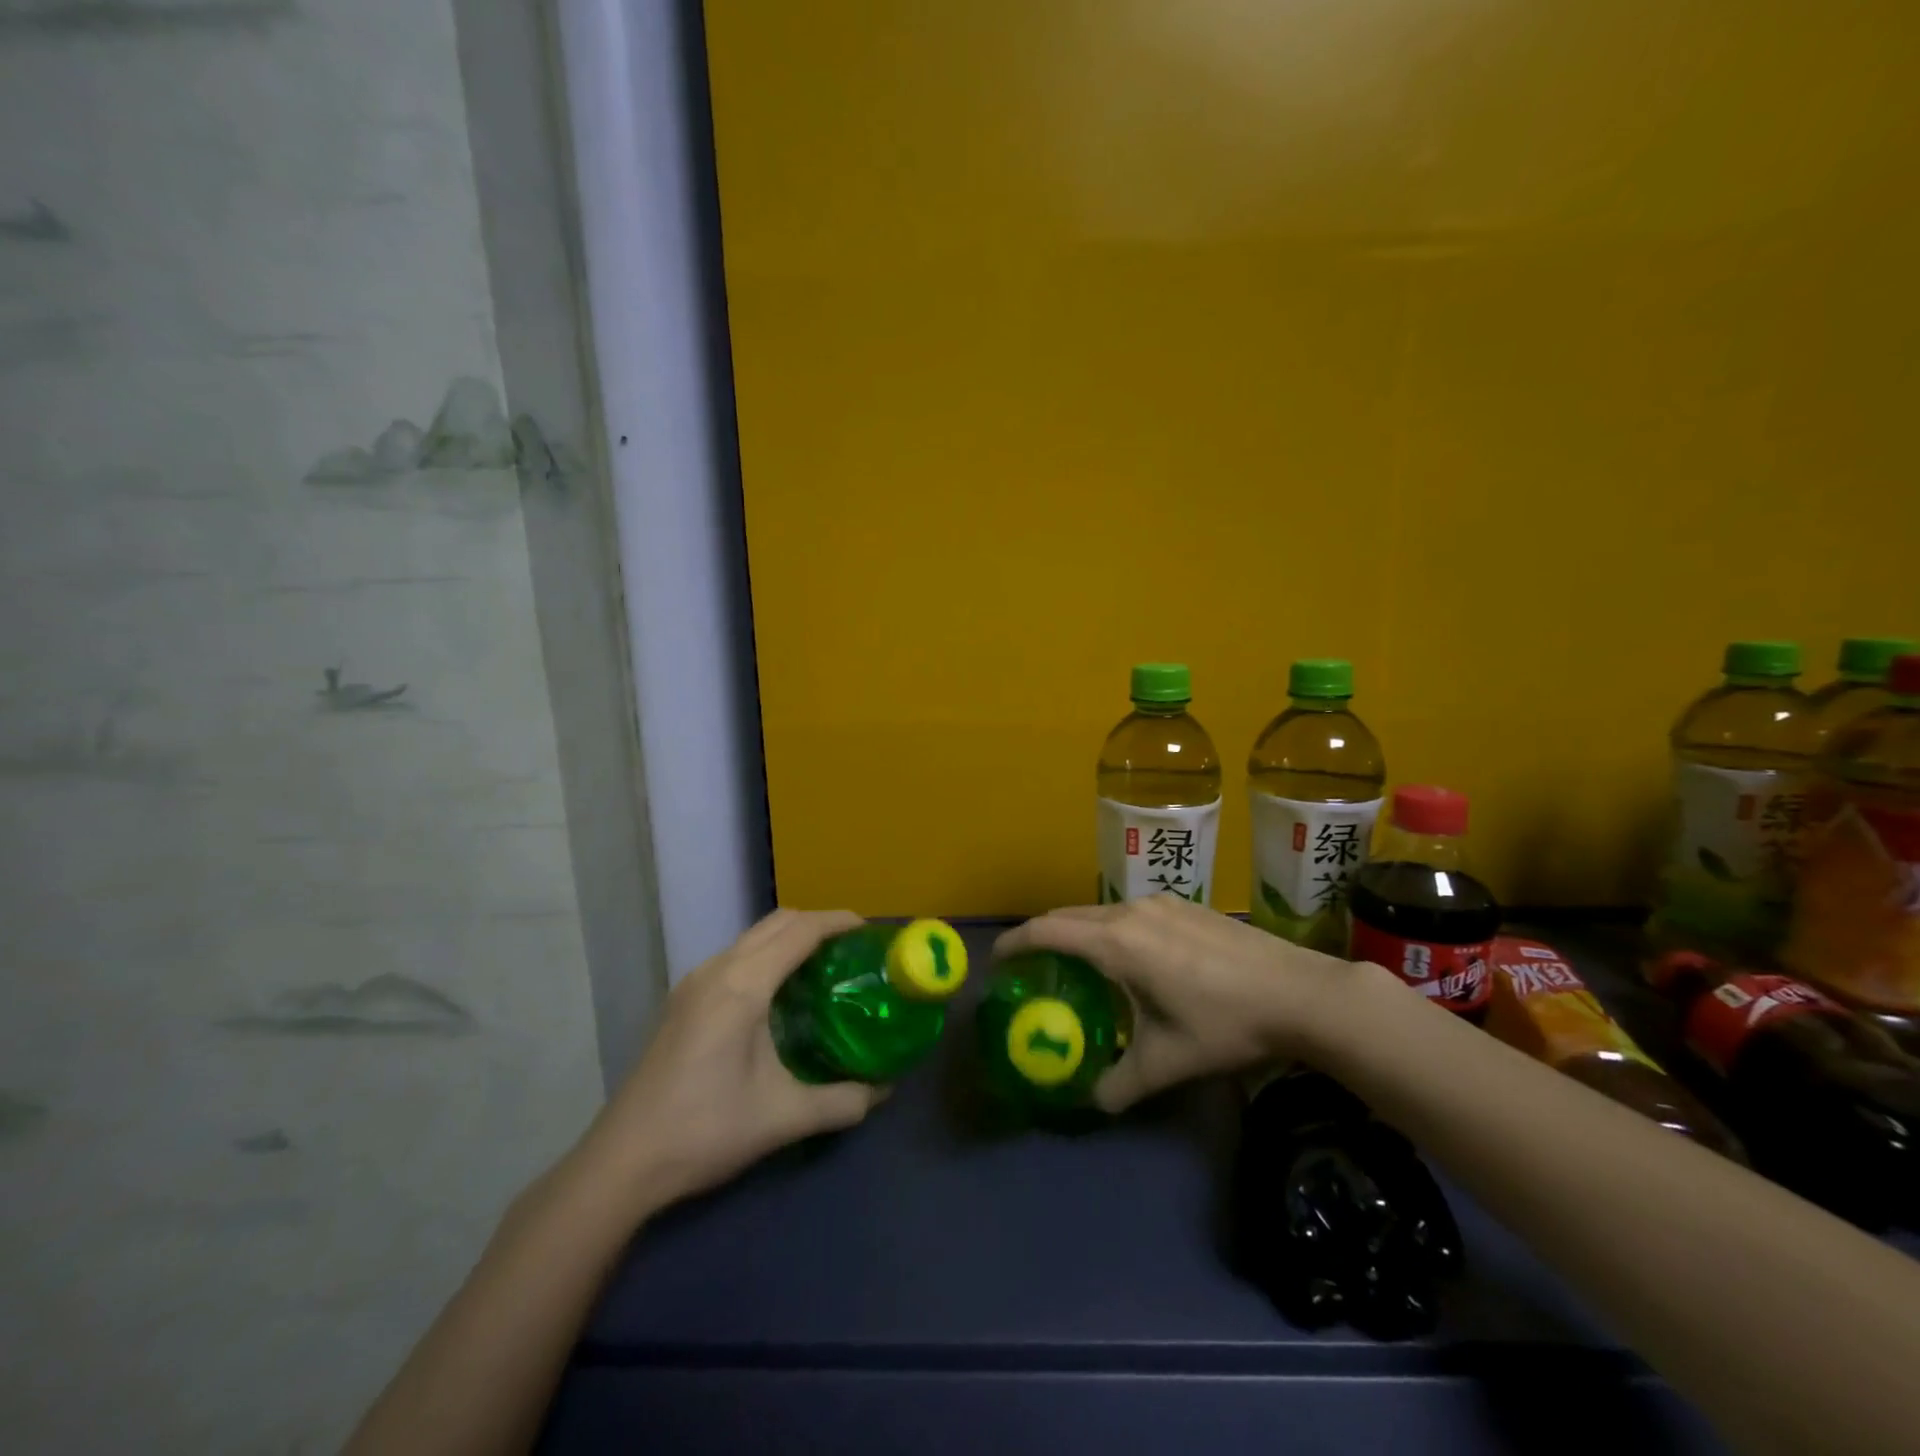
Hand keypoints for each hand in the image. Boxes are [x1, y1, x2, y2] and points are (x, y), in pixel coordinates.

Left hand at [573, 909, 888, 1213]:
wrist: (622, 1161)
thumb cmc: (705, 1131)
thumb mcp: (783, 1118)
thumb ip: (842, 1101)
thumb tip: (885, 1089)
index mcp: (742, 986)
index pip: (800, 931)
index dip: (838, 922)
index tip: (870, 932)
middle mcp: (717, 969)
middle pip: (777, 922)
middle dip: (819, 924)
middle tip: (853, 950)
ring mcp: (695, 981)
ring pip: (754, 937)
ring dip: (791, 938)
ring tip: (825, 967)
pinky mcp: (684, 998)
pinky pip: (737, 955)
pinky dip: (768, 955)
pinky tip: (782, 993)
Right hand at [993, 895, 1353, 1112]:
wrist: (1298, 991)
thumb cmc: (1224, 1023)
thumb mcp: (1168, 1062)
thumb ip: (1121, 1084)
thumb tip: (1092, 1100)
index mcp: (1116, 943)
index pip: (1046, 931)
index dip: (1014, 943)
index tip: (996, 961)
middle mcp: (1130, 912)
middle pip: (1068, 916)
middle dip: (1041, 936)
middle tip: (1030, 968)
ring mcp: (1160, 903)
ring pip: (1100, 912)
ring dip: (1078, 932)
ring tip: (1078, 966)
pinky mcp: (1184, 904)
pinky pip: (1129, 912)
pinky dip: (1109, 929)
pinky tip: (1132, 960)